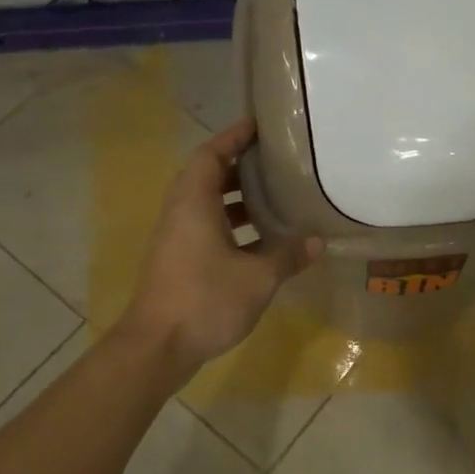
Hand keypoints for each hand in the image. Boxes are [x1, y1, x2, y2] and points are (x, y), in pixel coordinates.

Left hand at [119, 119, 320, 369]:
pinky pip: (206, 228)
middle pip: (208, 176)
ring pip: (207, 205)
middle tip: (275, 162)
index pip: (211, 155)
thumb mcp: (257, 277)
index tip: (259, 126)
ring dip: (237, 198)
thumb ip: (287, 255)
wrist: (156, 347)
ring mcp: (176, 239)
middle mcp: (181, 213)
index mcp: (194, 203)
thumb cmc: (205, 300)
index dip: (233, 137)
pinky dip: (232, 225)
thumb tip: (317, 241)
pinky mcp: (178, 261)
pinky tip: (261, 241)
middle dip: (240, 166)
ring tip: (274, 197)